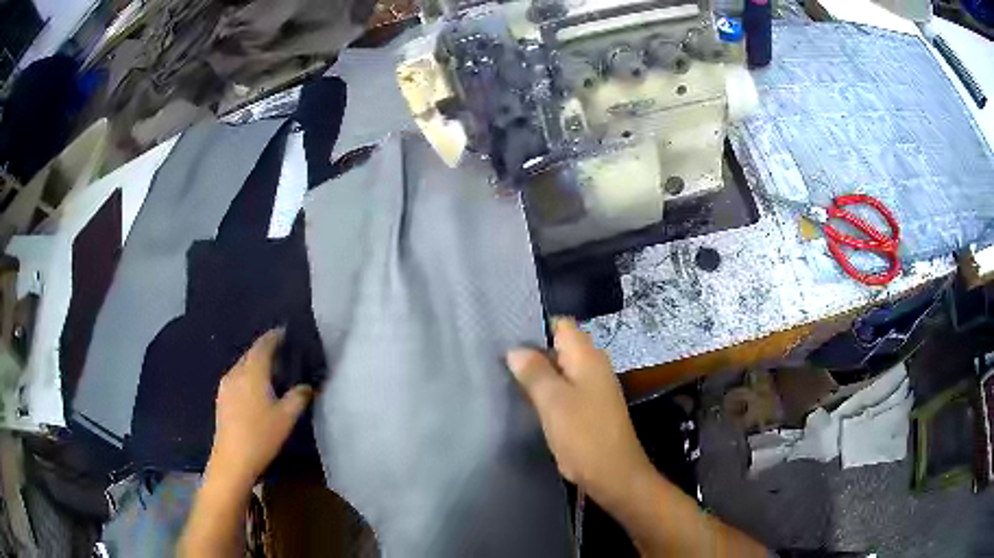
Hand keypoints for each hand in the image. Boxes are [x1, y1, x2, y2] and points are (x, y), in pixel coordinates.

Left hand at [207, 329, 312, 488]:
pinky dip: (248, 376)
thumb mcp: (286, 417)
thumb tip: (306, 386)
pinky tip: (255, 390)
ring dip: (255, 364)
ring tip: (270, 372)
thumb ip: (298, 397)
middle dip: (265, 350)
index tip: (285, 332)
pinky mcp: (222, 398)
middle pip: (251, 354)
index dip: (274, 337)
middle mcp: (236, 372)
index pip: (263, 345)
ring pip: (242, 366)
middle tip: (281, 353)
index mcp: (253, 372)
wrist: (233, 459)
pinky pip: (237, 378)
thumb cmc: (261, 435)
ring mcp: (226, 385)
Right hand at [505, 318, 652, 509]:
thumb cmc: (583, 434)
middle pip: (559, 346)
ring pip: (561, 370)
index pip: (561, 324)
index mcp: (587, 357)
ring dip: (538, 374)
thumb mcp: (553, 401)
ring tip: (506, 378)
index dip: (535, 326)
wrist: (613, 474)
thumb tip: (515, 350)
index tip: (506, 336)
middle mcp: (593, 366)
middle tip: (499, 360)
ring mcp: (594, 388)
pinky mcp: (590, 408)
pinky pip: (565, 390)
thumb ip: (534, 372)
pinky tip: (526, 401)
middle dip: (532, 352)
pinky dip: (547, 392)